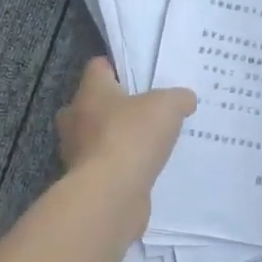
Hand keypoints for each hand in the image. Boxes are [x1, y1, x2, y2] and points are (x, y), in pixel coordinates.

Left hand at [56, 59, 195, 231]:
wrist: (111, 194)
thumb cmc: (132, 136)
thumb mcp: (168, 106)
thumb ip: (178, 98)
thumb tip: (185, 99)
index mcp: (90, 91)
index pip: (98, 67)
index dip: (119, 67)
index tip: (141, 74)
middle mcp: (76, 119)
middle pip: (94, 103)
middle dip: (116, 106)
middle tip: (146, 110)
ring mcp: (77, 153)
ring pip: (98, 137)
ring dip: (119, 138)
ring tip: (151, 141)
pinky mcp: (86, 181)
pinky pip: (106, 165)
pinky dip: (122, 165)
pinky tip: (146, 168)